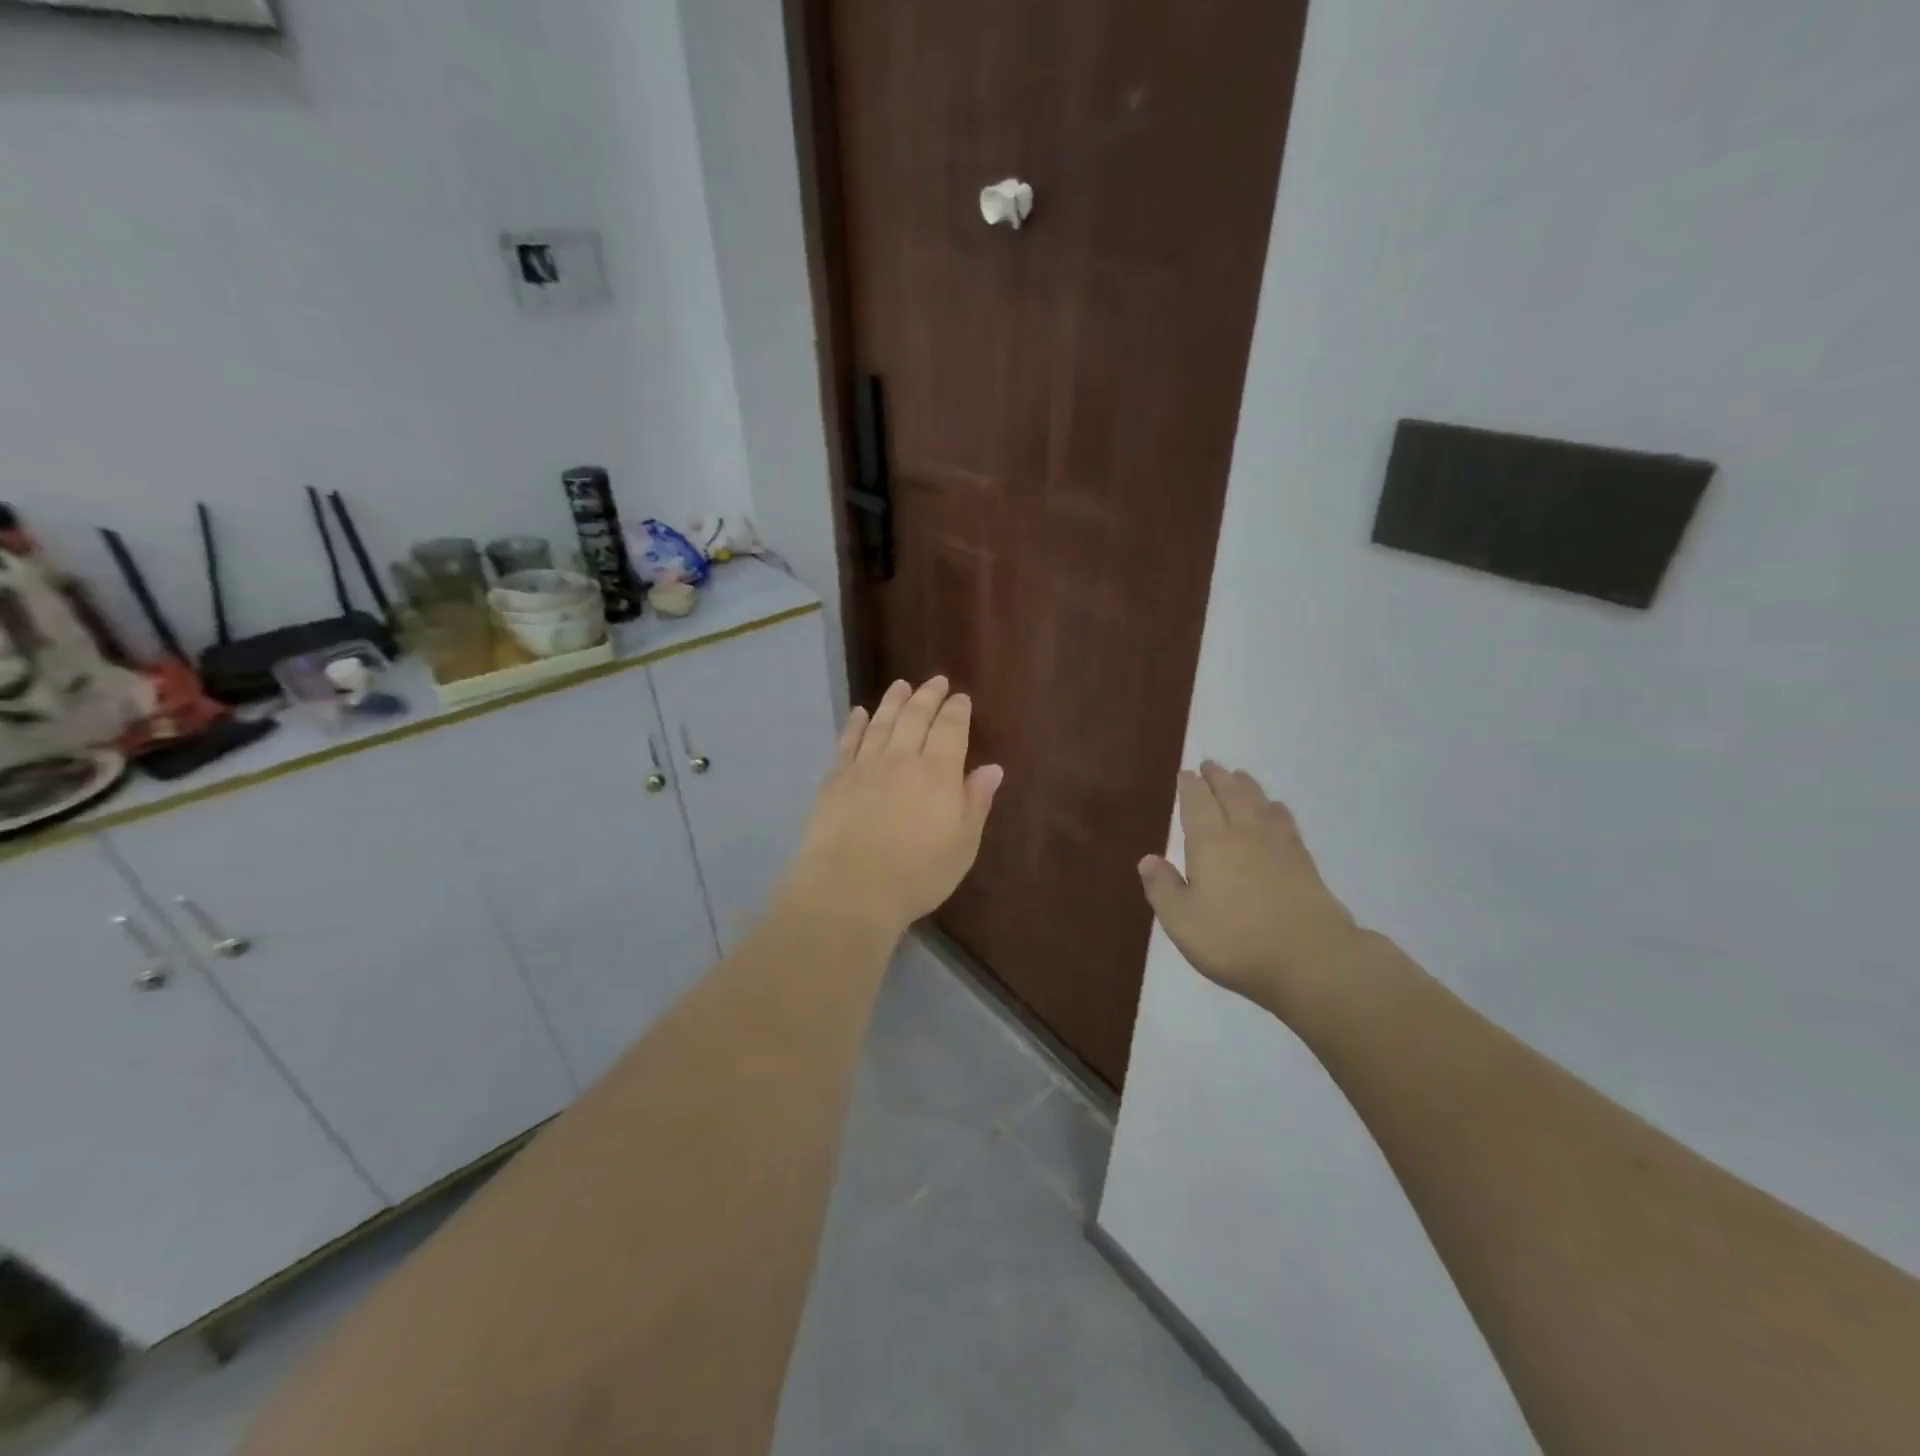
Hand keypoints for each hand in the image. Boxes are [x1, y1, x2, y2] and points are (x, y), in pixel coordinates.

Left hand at [783, 677, 1003, 937]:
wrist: (850, 889)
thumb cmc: (917, 874)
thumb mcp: (962, 845)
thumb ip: (975, 802)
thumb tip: (992, 768)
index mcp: (938, 773)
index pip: (950, 729)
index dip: (957, 711)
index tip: (961, 698)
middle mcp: (901, 759)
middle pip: (915, 717)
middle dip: (928, 696)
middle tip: (936, 681)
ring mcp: (864, 766)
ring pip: (881, 723)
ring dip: (893, 701)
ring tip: (901, 685)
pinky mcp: (835, 780)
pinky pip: (847, 742)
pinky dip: (855, 724)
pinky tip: (859, 713)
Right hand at [1138, 762, 1365, 1022]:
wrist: (1311, 958)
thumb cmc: (1235, 940)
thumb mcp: (1182, 921)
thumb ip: (1163, 888)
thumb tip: (1148, 859)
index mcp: (1210, 843)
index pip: (1197, 803)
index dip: (1190, 787)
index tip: (1185, 774)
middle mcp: (1244, 834)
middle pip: (1231, 795)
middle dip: (1218, 778)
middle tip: (1211, 765)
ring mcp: (1279, 846)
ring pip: (1260, 803)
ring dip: (1247, 786)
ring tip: (1240, 777)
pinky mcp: (1304, 862)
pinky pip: (1285, 821)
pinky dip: (1275, 808)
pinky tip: (1276, 810)